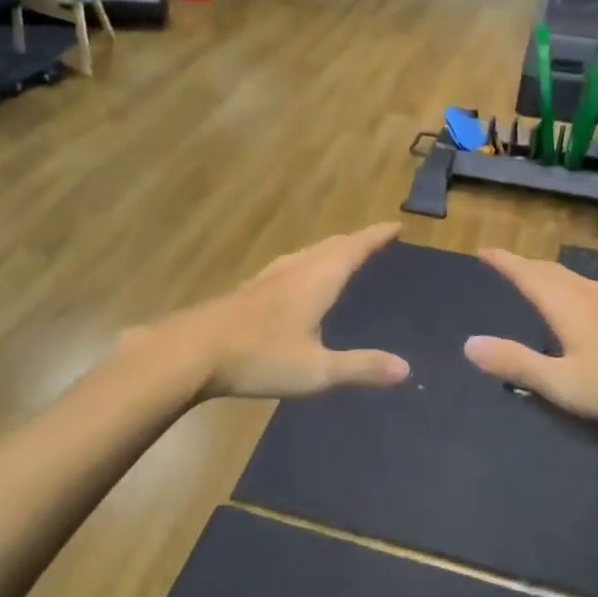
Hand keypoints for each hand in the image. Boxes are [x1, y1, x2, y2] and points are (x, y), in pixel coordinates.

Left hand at [179, 223, 410, 399]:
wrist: (192, 352)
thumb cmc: (260, 357)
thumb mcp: (317, 370)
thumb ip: (361, 367)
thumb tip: (405, 368)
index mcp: (316, 281)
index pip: (353, 249)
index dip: (375, 237)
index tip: (395, 226)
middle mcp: (293, 270)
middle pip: (329, 246)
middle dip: (354, 241)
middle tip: (373, 240)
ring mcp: (266, 278)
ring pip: (305, 254)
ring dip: (328, 250)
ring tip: (339, 255)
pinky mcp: (247, 292)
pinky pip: (288, 266)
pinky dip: (306, 264)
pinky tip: (294, 280)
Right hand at [462, 248, 597, 429]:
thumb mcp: (563, 382)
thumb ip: (516, 364)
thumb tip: (468, 344)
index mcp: (566, 303)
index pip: (526, 273)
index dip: (504, 262)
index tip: (483, 251)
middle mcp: (588, 294)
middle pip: (550, 270)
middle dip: (524, 265)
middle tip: (504, 264)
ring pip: (572, 278)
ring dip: (548, 275)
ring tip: (535, 280)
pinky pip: (588, 289)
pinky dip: (569, 287)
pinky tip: (579, 305)